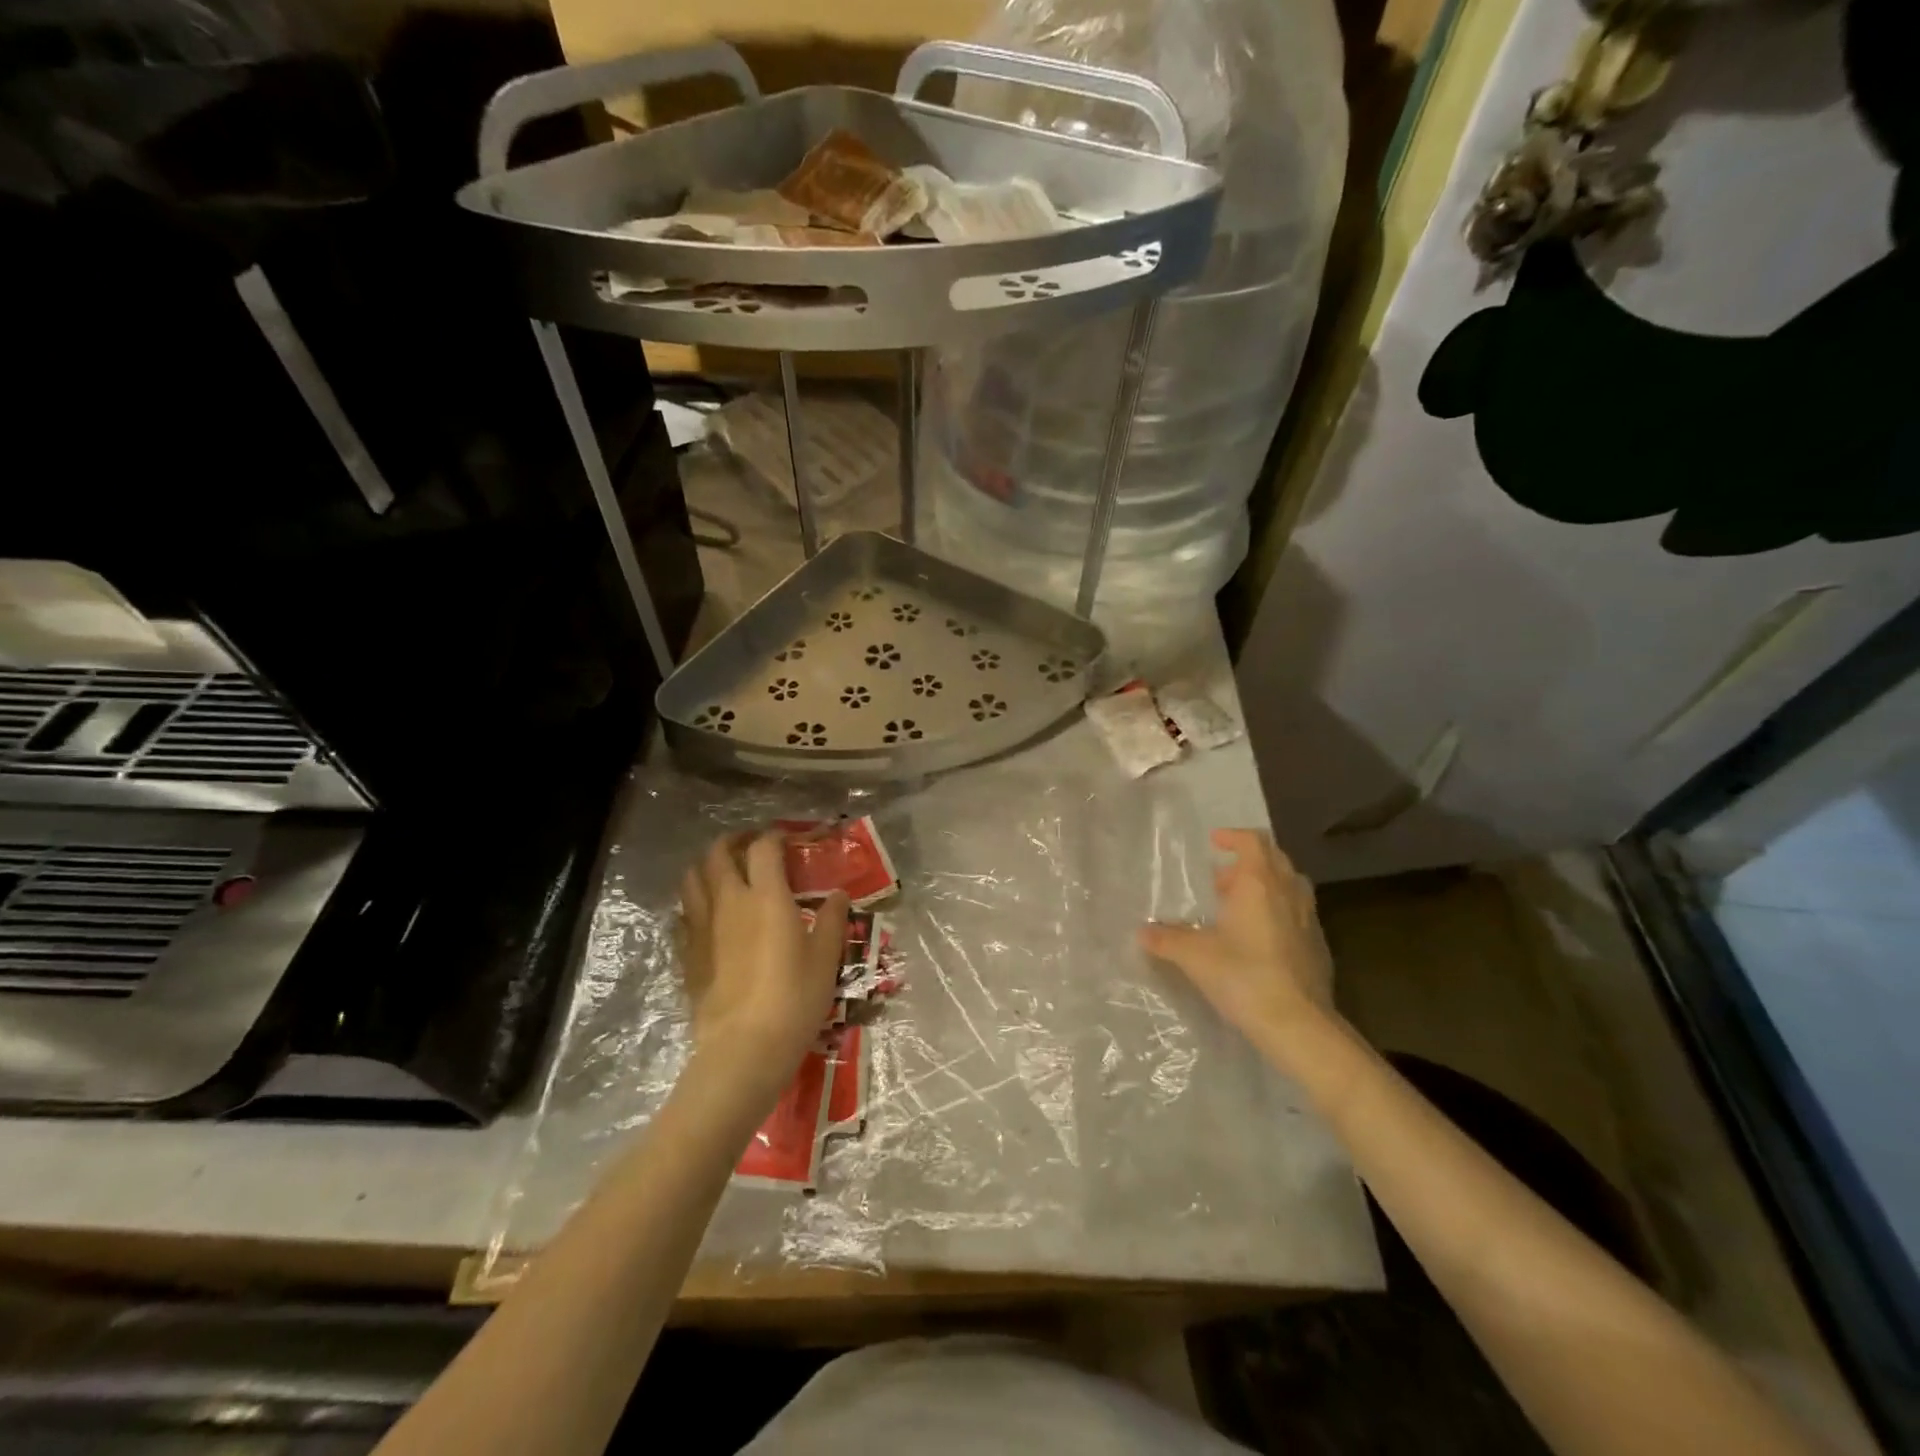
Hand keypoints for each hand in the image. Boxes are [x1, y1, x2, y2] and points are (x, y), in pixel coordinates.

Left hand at [679, 832, 847, 1089]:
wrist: (744, 1047)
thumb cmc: (794, 999)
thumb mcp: (826, 959)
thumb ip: (833, 920)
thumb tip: (838, 895)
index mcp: (767, 896)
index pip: (764, 848)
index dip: (775, 836)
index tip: (787, 840)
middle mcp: (730, 901)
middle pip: (718, 853)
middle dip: (734, 841)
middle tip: (751, 847)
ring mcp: (702, 926)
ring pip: (692, 878)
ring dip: (708, 866)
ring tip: (725, 873)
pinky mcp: (686, 953)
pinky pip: (683, 914)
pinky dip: (694, 903)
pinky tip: (708, 915)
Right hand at [1139, 829, 1334, 1052]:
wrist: (1298, 1024)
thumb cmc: (1243, 976)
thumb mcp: (1194, 956)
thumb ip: (1166, 939)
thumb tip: (1142, 932)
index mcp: (1259, 883)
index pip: (1253, 841)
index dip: (1233, 837)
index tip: (1214, 842)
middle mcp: (1288, 893)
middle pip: (1274, 859)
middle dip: (1247, 862)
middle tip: (1220, 879)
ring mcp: (1309, 919)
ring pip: (1290, 886)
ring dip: (1266, 886)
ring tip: (1239, 906)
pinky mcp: (1318, 946)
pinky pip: (1297, 914)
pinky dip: (1278, 913)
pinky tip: (1258, 939)